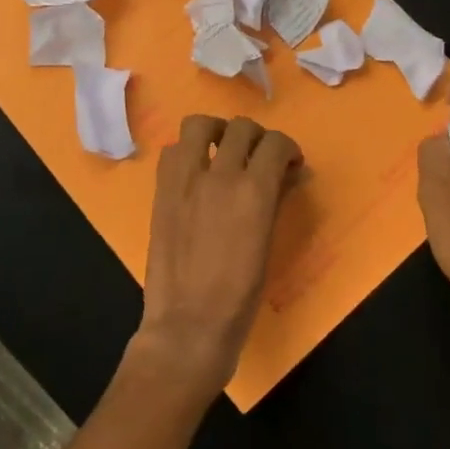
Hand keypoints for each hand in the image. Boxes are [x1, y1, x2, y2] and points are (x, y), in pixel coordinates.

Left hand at [134, 115, 302, 401]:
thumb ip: (276, 200)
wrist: (189, 324)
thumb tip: (288, 174)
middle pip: (241, 127)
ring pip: (198, 124)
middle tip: (259, 158)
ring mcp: (184, 180)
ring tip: (222, 150)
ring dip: (216, 131)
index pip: (275, 143)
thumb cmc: (240, 295)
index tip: (289, 163)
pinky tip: (195, 172)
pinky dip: (186, 151)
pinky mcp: (160, 191)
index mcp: (254, 191)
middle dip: (257, 137)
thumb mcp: (268, 243)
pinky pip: (171, 151)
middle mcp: (219, 175)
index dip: (287, 148)